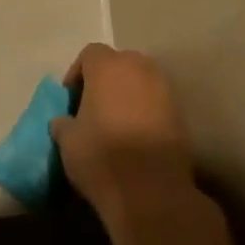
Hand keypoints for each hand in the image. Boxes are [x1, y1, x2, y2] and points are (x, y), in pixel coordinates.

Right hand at [50, 44, 196, 229]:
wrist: (151, 191)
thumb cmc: (101, 156)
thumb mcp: (67, 140)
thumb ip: (63, 123)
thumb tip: (65, 121)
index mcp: (108, 67)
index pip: (89, 54)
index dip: (77, 73)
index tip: (71, 97)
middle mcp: (140, 69)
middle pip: (120, 62)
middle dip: (106, 79)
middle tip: (93, 105)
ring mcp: (165, 90)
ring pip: (141, 81)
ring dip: (128, 94)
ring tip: (115, 121)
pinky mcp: (181, 114)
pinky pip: (157, 102)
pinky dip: (145, 111)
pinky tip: (135, 135)